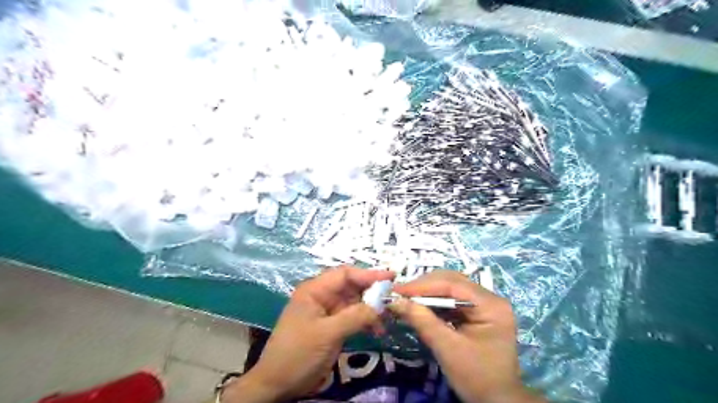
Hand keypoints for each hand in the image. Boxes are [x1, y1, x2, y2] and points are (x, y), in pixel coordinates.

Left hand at [224, 266, 392, 401]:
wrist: (278, 383)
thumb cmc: (298, 353)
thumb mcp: (327, 333)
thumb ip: (354, 317)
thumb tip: (380, 305)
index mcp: (315, 290)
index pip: (345, 274)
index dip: (368, 274)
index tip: (390, 278)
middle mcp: (322, 296)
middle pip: (352, 286)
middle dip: (372, 292)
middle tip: (393, 299)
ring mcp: (328, 311)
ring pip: (355, 302)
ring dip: (371, 309)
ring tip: (388, 319)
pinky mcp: (332, 326)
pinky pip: (353, 317)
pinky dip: (366, 321)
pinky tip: (378, 330)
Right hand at [393, 269, 543, 401]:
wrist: (497, 401)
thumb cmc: (476, 377)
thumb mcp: (447, 348)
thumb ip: (422, 321)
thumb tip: (395, 301)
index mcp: (491, 305)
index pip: (453, 284)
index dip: (423, 285)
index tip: (398, 290)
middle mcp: (490, 298)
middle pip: (452, 281)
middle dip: (424, 287)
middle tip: (399, 293)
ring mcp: (485, 304)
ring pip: (451, 288)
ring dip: (427, 293)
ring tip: (406, 298)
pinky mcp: (478, 312)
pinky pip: (452, 299)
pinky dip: (434, 302)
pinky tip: (420, 305)